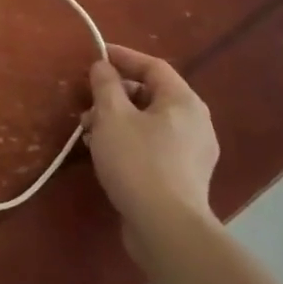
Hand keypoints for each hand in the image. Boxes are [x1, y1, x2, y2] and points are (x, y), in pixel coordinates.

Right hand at [82, 45, 219, 248]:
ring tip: (88, 132)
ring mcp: (193, 152)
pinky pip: (154, 145)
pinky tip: (105, 154)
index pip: (153, 66)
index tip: (96, 56)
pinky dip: (129, 141)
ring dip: (118, 120)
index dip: (123, 57)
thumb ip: (105, 85)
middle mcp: (196, 122)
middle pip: (151, 95)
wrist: (166, 227)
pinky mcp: (184, 178)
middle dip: (115, 95)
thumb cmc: (138, 162)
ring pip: (150, 122)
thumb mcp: (112, 116)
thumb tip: (103, 66)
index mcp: (183, 102)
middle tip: (86, 104)